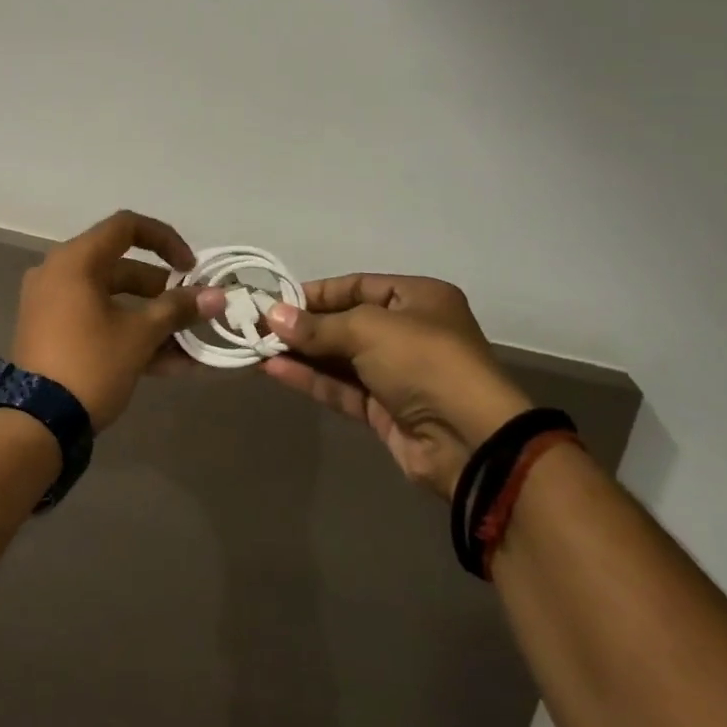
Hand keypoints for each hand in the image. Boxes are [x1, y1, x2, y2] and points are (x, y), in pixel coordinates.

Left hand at [11, 211, 222, 431]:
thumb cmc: (90, 364)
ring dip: (150, 318)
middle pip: (120, 267)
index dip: (165, 240)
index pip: (126, 226)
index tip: (190, 268)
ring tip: (187, 344)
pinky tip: (166, 363)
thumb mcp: (140, 335)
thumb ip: (178, 310)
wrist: (35, 424)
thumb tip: (217, 296)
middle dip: (162, 290)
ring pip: (111, 299)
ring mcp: (51, 304)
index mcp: (75, 260)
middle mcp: (58, 273)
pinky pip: (96, 320)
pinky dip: (127, 333)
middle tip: (192, 310)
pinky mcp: (51, 333)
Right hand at [260, 274, 532, 499]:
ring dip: (301, 353)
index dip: (318, 292)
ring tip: (257, 346)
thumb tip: (272, 316)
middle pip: (346, 322)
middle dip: (304, 325)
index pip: (359, 286)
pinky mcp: (385, 409)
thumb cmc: (424, 361)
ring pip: (340, 358)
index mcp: (418, 299)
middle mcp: (409, 332)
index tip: (278, 300)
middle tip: (260, 324)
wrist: (469, 440)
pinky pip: (341, 387)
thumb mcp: (368, 329)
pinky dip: (310, 378)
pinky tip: (274, 369)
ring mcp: (397, 373)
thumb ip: (318, 326)